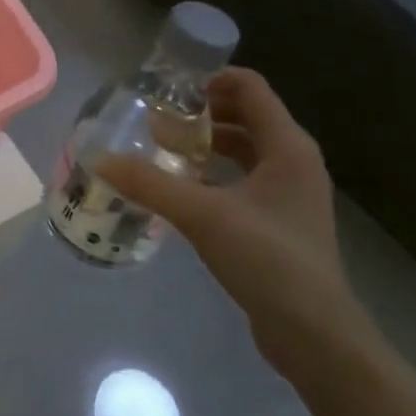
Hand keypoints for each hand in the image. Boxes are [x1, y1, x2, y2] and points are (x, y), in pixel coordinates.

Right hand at [97, 68, 368, 377]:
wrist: (315, 334)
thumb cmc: (268, 259)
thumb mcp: (203, 215)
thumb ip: (150, 184)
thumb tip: (100, 160)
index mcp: (287, 146)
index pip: (250, 87)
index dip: (210, 80)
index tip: (169, 91)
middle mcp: (295, 161)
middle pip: (246, 115)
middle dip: (202, 113)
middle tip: (158, 120)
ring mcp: (291, 193)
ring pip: (245, 149)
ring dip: (207, 144)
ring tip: (164, 151)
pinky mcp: (282, 221)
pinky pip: (245, 179)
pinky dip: (216, 173)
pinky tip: (183, 189)